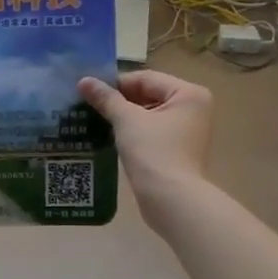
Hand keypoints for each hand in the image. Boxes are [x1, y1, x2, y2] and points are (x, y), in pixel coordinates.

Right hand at [79, 71, 212, 232]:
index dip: (116, 83)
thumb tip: (83, 80)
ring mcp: (188, 130)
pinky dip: (133, 131)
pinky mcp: (179, 149)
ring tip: (95, 119)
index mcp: (189, 94)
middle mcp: (194, 108)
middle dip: (120, 101)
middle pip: (149, 95)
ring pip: (149, 114)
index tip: (89, 90)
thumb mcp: (127, 120)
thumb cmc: (153, 152)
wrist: (171, 200)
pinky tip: (111, 136)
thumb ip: (106, 98)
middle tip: (89, 104)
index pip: (146, 79)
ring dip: (124, 116)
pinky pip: (152, 131)